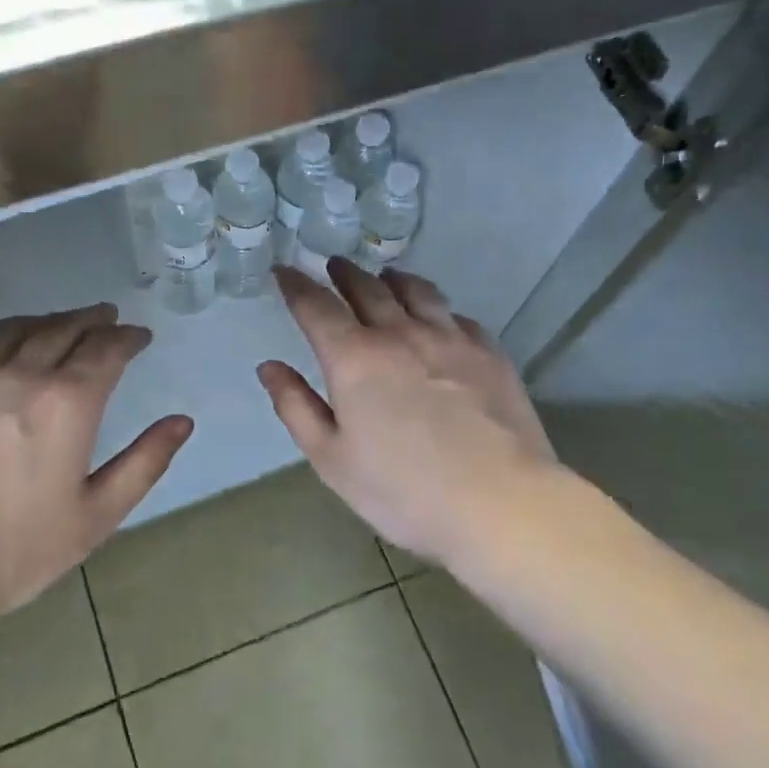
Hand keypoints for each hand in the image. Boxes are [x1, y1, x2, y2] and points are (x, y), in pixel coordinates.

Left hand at [0, 304, 192, 638]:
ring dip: (44, 319)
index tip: (140, 336)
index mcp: (66, 404)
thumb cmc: (11, 552)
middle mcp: (19, 376)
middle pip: (61, 330)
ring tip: (59, 320)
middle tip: (106, 315)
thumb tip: (182, 422)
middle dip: (90, 319)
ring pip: (13, 330)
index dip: (127, 337)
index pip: (105, 350)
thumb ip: (143, 465)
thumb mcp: (93, 518)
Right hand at [258, 261, 556, 567]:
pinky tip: (440, 319)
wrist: (499, 503)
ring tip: (386, 277)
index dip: (295, 285)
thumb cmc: (403, 490)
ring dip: (393, 279)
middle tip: (335, 265)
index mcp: (354, 358)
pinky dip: (438, 309)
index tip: (284, 271)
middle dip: (345, 273)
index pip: (316, 306)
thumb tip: (269, 367)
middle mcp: (400, 333)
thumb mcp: (332, 459)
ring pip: (417, 291)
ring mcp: (450, 338)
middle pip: (367, 288)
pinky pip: (457, 316)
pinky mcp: (489, 352)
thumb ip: (296, 407)